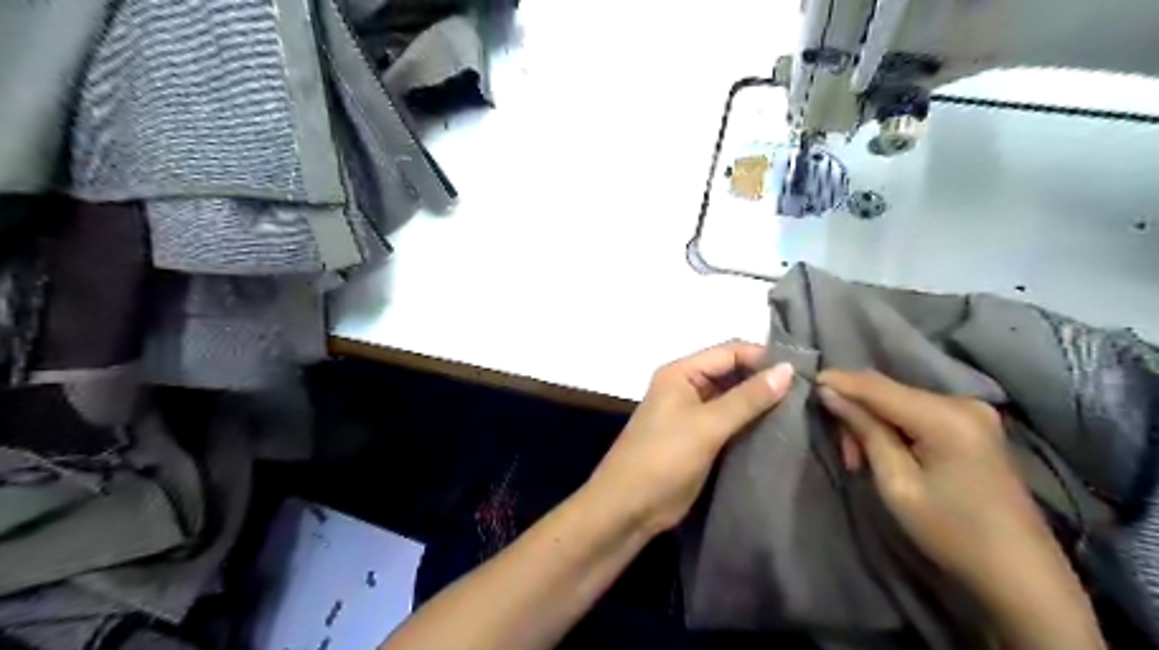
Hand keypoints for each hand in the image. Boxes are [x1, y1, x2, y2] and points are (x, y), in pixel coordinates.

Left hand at [590, 342, 797, 534]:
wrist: (629, 506)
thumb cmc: (663, 457)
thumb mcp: (707, 425)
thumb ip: (747, 398)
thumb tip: (787, 370)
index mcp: (681, 372)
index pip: (729, 352)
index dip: (763, 358)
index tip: (803, 371)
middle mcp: (687, 387)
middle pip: (732, 373)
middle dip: (765, 380)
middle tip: (809, 392)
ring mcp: (693, 413)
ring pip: (734, 399)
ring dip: (761, 404)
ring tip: (804, 409)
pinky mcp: (700, 438)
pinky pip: (731, 422)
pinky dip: (752, 424)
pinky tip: (782, 430)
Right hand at [814, 370, 1050, 587]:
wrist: (1020, 574)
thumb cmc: (952, 532)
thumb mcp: (897, 483)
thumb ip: (865, 431)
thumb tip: (830, 393)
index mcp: (946, 417)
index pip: (878, 386)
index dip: (840, 381)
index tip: (808, 381)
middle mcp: (962, 402)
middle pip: (890, 391)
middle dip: (857, 411)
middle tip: (843, 450)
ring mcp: (973, 412)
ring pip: (902, 401)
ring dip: (873, 421)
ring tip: (860, 459)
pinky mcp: (974, 425)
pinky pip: (919, 411)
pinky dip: (894, 426)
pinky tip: (886, 451)